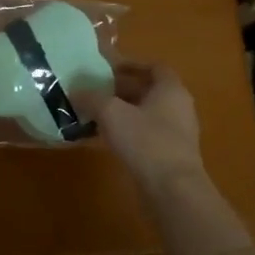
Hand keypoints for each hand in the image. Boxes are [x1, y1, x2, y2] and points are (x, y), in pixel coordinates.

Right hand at [75, 62, 205, 191]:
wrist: (173, 190)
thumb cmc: (146, 142)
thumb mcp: (112, 113)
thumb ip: (92, 98)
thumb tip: (76, 90)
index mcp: (171, 89)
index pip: (154, 67)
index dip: (132, 64)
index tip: (109, 68)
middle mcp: (179, 107)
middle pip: (149, 90)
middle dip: (122, 89)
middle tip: (96, 90)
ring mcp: (177, 133)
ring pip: (147, 114)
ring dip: (124, 111)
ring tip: (96, 113)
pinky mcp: (171, 155)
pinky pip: (147, 134)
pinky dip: (128, 131)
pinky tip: (107, 139)